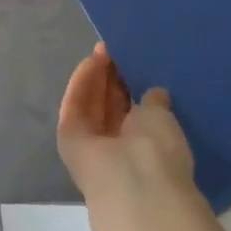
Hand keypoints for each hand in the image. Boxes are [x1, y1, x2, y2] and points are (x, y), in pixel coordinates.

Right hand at [57, 43, 196, 205]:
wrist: (132, 180)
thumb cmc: (159, 149)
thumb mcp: (162, 118)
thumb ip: (154, 103)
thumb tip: (156, 92)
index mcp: (144, 147)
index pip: (131, 112)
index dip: (128, 86)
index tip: (130, 62)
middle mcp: (116, 146)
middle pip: (108, 106)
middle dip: (109, 78)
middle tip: (113, 50)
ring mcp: (90, 143)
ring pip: (90, 104)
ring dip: (95, 77)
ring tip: (102, 50)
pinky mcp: (68, 136)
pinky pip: (75, 105)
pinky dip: (82, 84)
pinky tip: (91, 61)